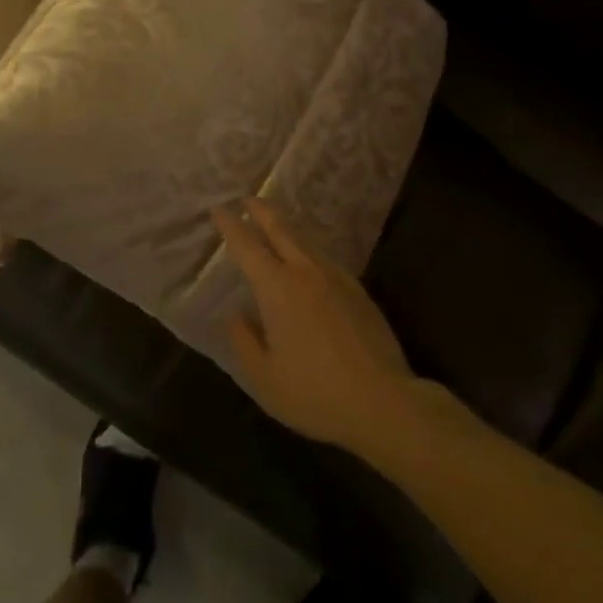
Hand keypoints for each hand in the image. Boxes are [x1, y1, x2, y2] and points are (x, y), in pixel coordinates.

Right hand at [214, 199, 414, 453]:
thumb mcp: (264, 378)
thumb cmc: (316, 393)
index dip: (230, 225)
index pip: (247, 246)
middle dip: (261, 211)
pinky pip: (324, 259)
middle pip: (280, 229)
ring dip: (286, 229)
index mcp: (277, 288)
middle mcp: (305, 272)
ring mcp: (336, 278)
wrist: (384, 403)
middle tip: (247, 199)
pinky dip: (307, 251)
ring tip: (275, 226)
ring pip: (305, 242)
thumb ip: (244, 341)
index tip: (219, 209)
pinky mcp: (358, 291)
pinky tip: (308, 263)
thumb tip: (237, 315)